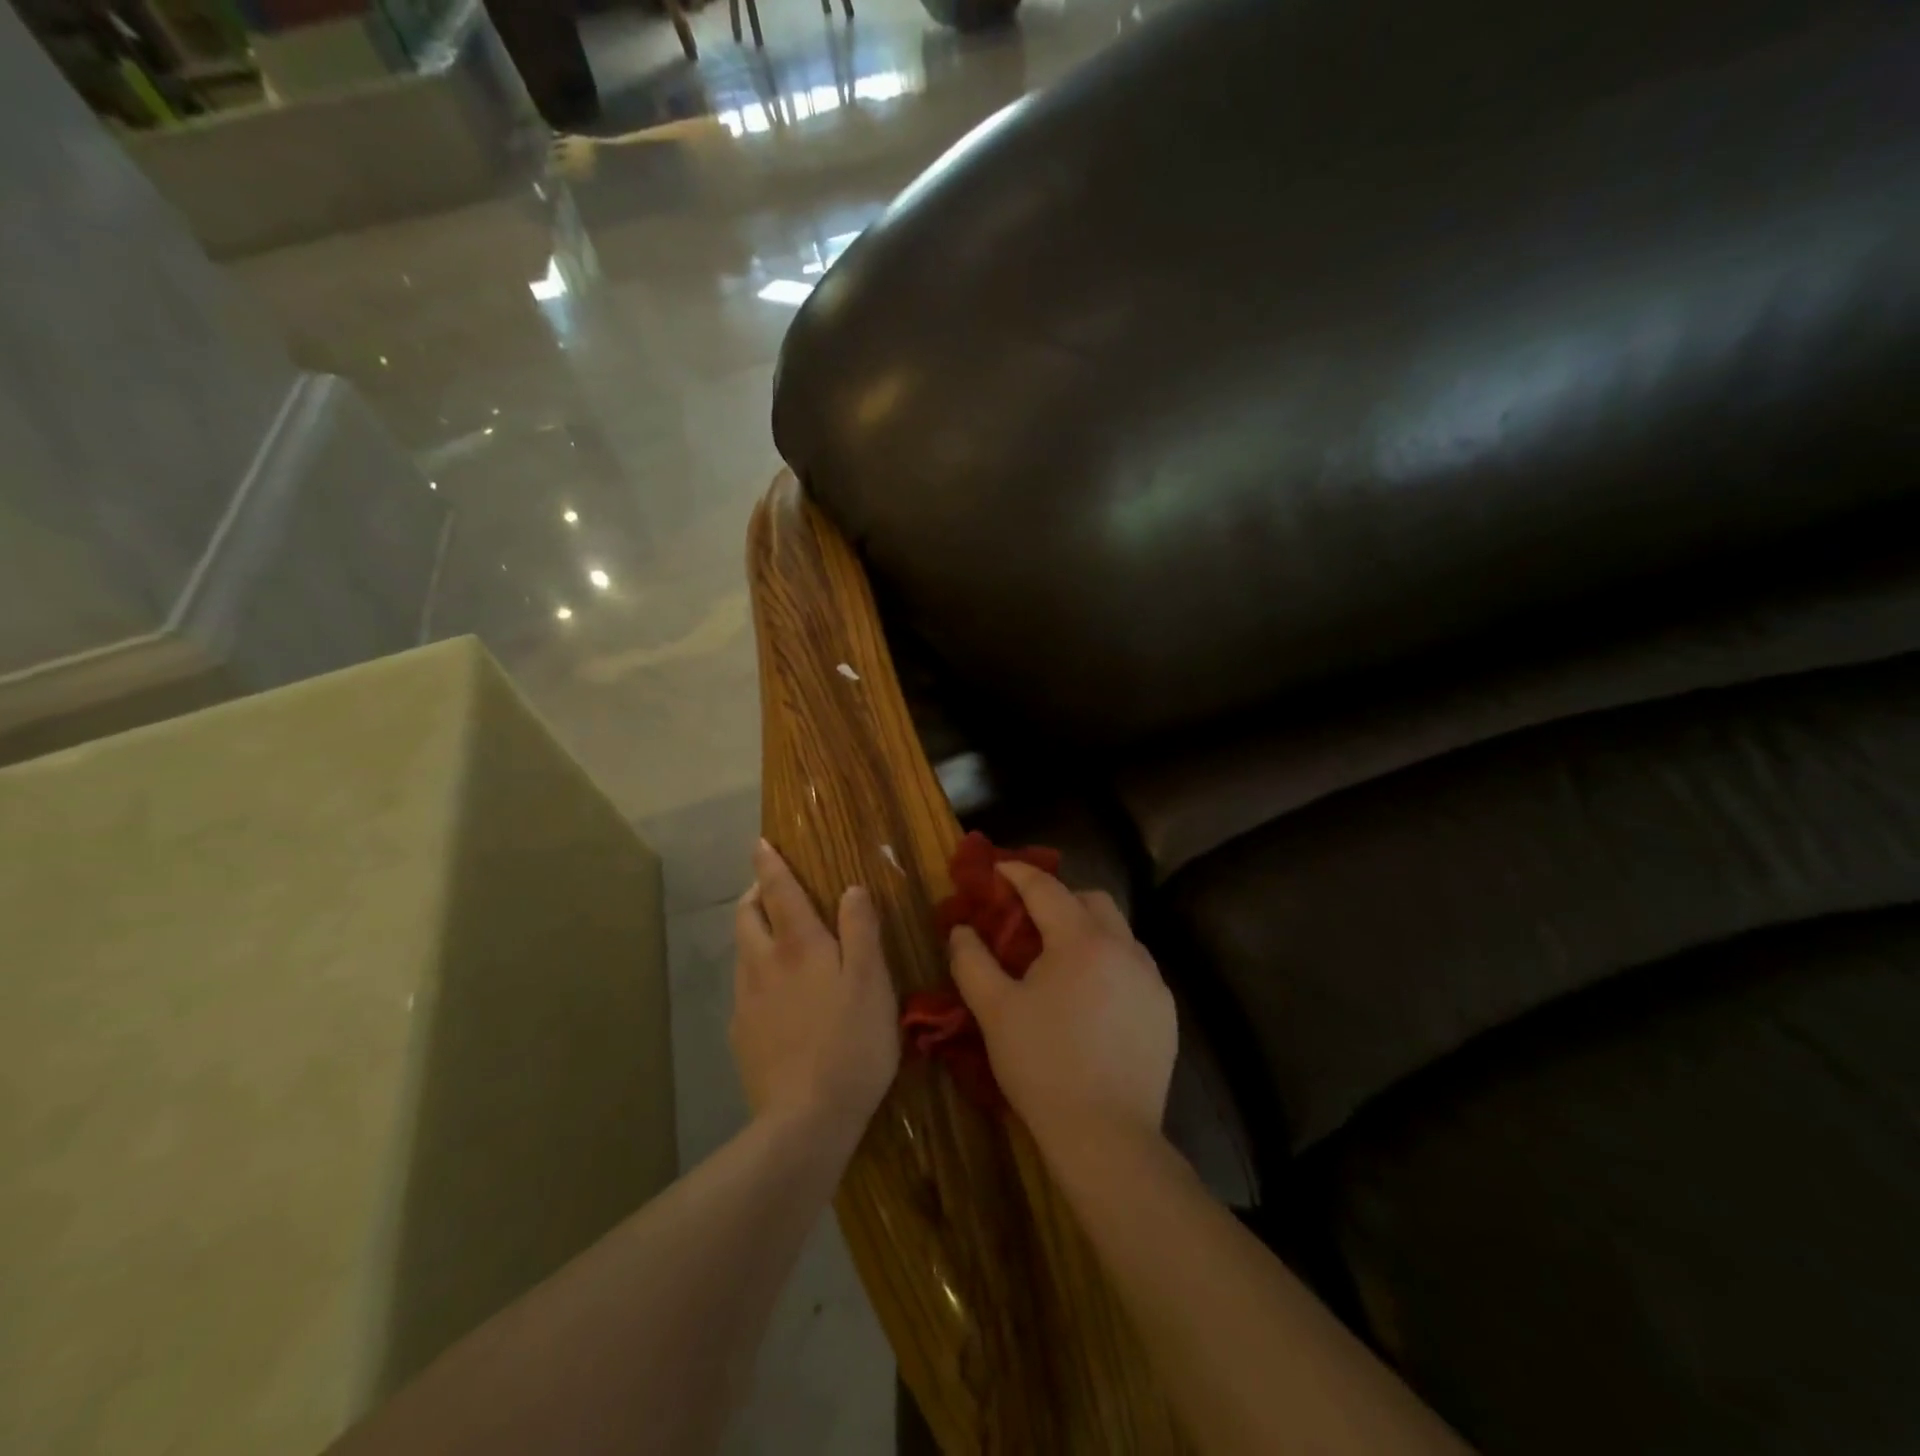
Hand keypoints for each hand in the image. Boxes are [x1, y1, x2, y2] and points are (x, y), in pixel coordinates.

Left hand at [731, 841, 899, 1141]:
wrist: (805, 1120)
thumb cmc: (851, 1043)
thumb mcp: (872, 982)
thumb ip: (861, 930)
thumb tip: (851, 889)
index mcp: (798, 945)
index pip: (778, 891)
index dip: (769, 864)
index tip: (760, 843)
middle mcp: (763, 964)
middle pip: (746, 916)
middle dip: (753, 894)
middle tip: (769, 888)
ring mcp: (747, 1001)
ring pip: (742, 951)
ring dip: (752, 931)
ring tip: (774, 935)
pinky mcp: (741, 1035)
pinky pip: (744, 988)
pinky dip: (755, 972)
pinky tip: (776, 995)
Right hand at [947, 862, 1176, 1150]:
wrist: (1106, 1136)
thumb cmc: (1043, 1066)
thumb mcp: (994, 1011)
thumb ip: (971, 961)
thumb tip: (961, 929)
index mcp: (1082, 941)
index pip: (1046, 889)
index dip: (1018, 874)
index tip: (998, 868)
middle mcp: (1124, 948)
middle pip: (1092, 900)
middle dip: (1060, 898)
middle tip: (1029, 920)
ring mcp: (1151, 980)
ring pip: (1119, 932)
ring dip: (1088, 930)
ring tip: (1060, 960)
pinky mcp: (1164, 1010)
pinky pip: (1135, 966)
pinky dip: (1110, 962)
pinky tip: (1091, 996)